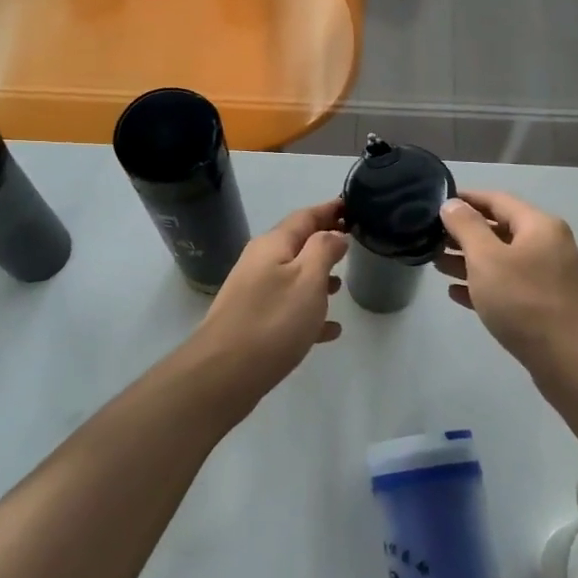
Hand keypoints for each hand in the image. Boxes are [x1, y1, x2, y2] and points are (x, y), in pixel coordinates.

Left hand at [188, 200, 348, 400]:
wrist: (223, 372)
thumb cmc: (273, 320)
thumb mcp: (308, 279)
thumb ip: (324, 250)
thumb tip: (334, 233)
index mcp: (273, 245)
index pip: (305, 216)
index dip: (330, 209)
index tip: (354, 205)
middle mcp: (260, 262)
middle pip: (297, 244)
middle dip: (324, 242)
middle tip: (354, 243)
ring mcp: (253, 293)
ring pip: (292, 277)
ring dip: (317, 277)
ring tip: (343, 285)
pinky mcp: (253, 322)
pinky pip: (287, 309)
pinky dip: (309, 312)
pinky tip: (330, 330)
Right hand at [438, 191, 577, 384]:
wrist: (575, 362)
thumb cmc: (525, 302)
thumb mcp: (487, 259)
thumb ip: (466, 227)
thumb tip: (452, 204)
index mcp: (539, 226)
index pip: (497, 200)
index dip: (466, 199)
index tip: (436, 202)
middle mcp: (548, 246)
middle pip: (500, 230)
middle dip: (464, 233)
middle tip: (430, 239)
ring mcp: (550, 278)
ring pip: (503, 261)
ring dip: (470, 261)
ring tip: (437, 265)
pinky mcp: (547, 307)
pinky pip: (509, 287)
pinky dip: (484, 286)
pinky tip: (457, 294)